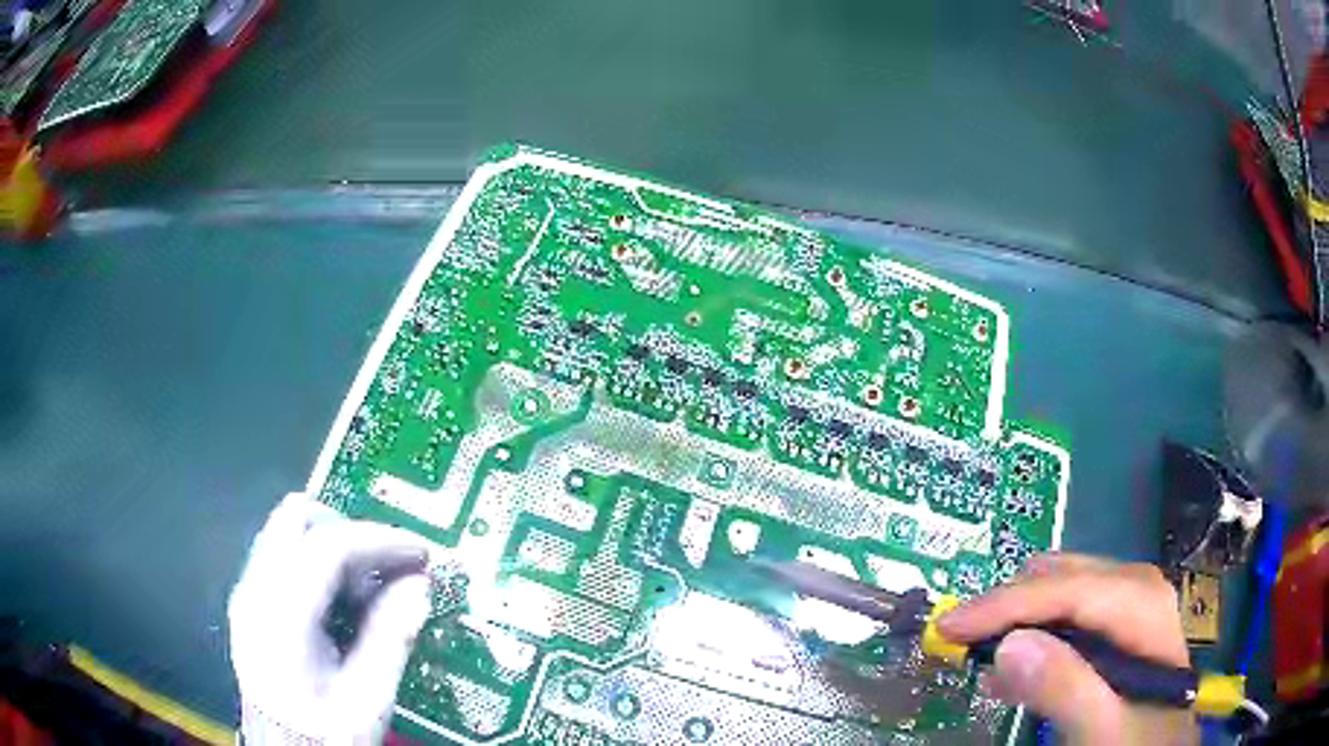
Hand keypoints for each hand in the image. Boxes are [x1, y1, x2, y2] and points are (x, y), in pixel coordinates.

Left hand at [228, 493, 433, 744]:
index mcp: (281, 617)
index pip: (327, 546)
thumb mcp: (368, 700)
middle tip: (388, 567)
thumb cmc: (325, 735)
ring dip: (334, 546)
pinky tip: (342, 606)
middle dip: (350, 531)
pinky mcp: (252, 602)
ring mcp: (249, 593)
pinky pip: (285, 556)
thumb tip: (419, 584)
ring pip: (288, 532)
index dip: (380, 540)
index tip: (422, 554)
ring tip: (368, 593)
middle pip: (297, 518)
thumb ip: (390, 639)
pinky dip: (318, 563)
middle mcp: (255, 591)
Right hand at [938, 553, 1198, 745]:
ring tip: (983, 655)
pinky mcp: (1119, 624)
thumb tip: (1008, 645)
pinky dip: (1034, 633)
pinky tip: (1016, 666)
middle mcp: (1135, 587)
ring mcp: (1129, 602)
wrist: (1164, 744)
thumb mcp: (1102, 727)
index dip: (1002, 605)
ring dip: (1018, 619)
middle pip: (1060, 578)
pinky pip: (1067, 613)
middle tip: (964, 643)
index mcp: (1139, 603)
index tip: (948, 627)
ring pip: (1060, 589)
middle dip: (1009, 607)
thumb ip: (1065, 688)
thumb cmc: (1137, 739)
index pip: (1063, 589)